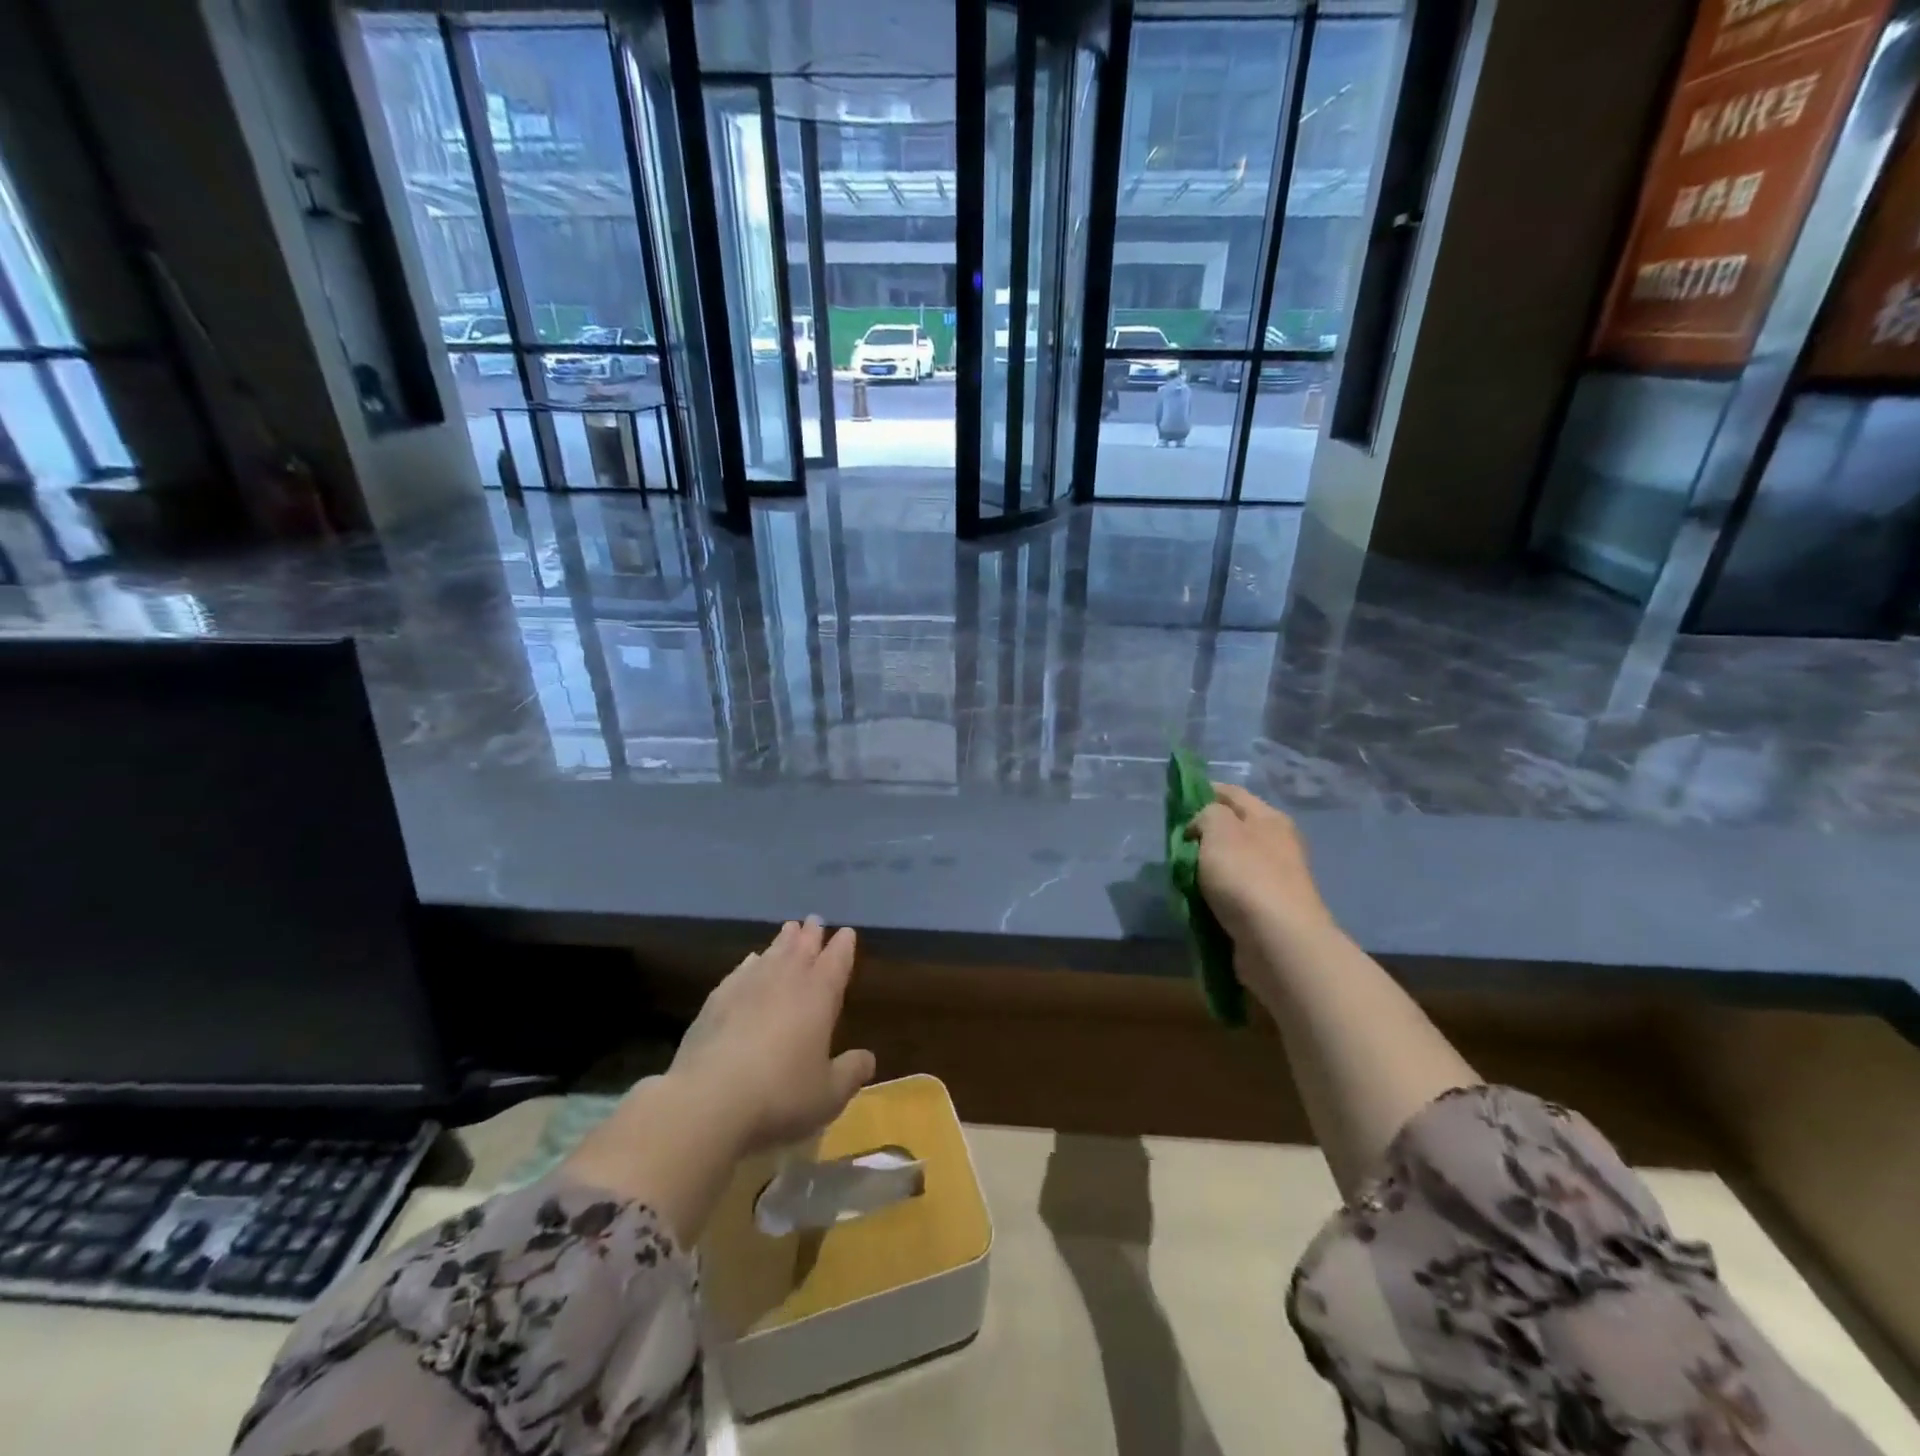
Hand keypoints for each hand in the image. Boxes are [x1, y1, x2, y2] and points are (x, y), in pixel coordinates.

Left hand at [667, 917, 876, 1156]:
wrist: (709, 1099)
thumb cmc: (780, 1095)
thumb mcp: (828, 1095)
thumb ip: (850, 1073)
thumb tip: (868, 1059)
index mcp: (819, 996)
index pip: (836, 961)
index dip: (843, 947)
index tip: (847, 932)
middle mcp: (785, 981)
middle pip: (802, 949)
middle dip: (811, 935)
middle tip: (815, 920)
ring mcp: (747, 986)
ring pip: (771, 953)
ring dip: (782, 941)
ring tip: (789, 929)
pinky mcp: (716, 1000)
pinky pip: (740, 971)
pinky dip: (750, 962)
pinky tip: (750, 961)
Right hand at [1186, 784, 1334, 949]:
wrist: (1278, 942)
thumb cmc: (1246, 876)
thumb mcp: (1219, 829)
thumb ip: (1206, 814)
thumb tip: (1202, 827)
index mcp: (1269, 819)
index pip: (1232, 793)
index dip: (1204, 791)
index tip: (1176, 803)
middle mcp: (1276, 844)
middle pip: (1232, 829)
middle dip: (1202, 834)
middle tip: (1174, 843)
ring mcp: (1273, 879)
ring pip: (1230, 863)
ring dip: (1205, 868)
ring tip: (1179, 875)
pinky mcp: (1266, 911)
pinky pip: (1231, 894)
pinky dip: (1213, 895)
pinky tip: (1196, 900)